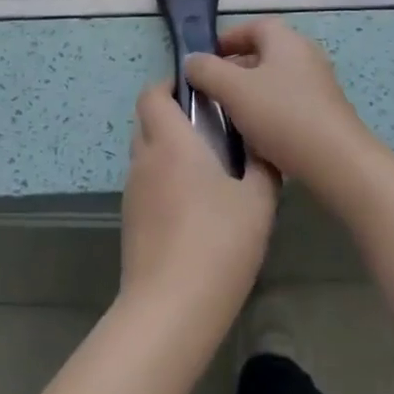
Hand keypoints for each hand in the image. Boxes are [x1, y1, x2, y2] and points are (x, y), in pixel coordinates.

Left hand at [120, 80, 277, 339]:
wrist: (170, 307)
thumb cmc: (218, 243)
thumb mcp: (258, 202)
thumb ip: (262, 167)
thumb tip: (262, 148)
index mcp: (171, 141)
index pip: (153, 93)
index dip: (170, 85)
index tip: (199, 91)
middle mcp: (145, 158)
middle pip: (146, 120)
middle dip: (171, 114)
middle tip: (209, 127)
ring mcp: (133, 191)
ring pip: (145, 152)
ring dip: (167, 149)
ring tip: (205, 169)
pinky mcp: (130, 220)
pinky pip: (145, 183)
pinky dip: (163, 180)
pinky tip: (192, 207)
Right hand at [183, 19, 375, 189]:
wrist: (338, 163)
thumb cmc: (282, 116)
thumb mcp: (233, 90)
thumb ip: (207, 71)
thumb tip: (192, 60)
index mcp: (286, 40)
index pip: (253, 25)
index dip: (227, 39)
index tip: (205, 60)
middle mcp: (305, 55)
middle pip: (264, 52)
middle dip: (235, 68)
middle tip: (211, 90)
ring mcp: (318, 84)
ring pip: (274, 80)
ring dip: (250, 93)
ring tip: (228, 115)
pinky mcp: (324, 113)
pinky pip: (288, 103)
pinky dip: (268, 112)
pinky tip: (255, 136)